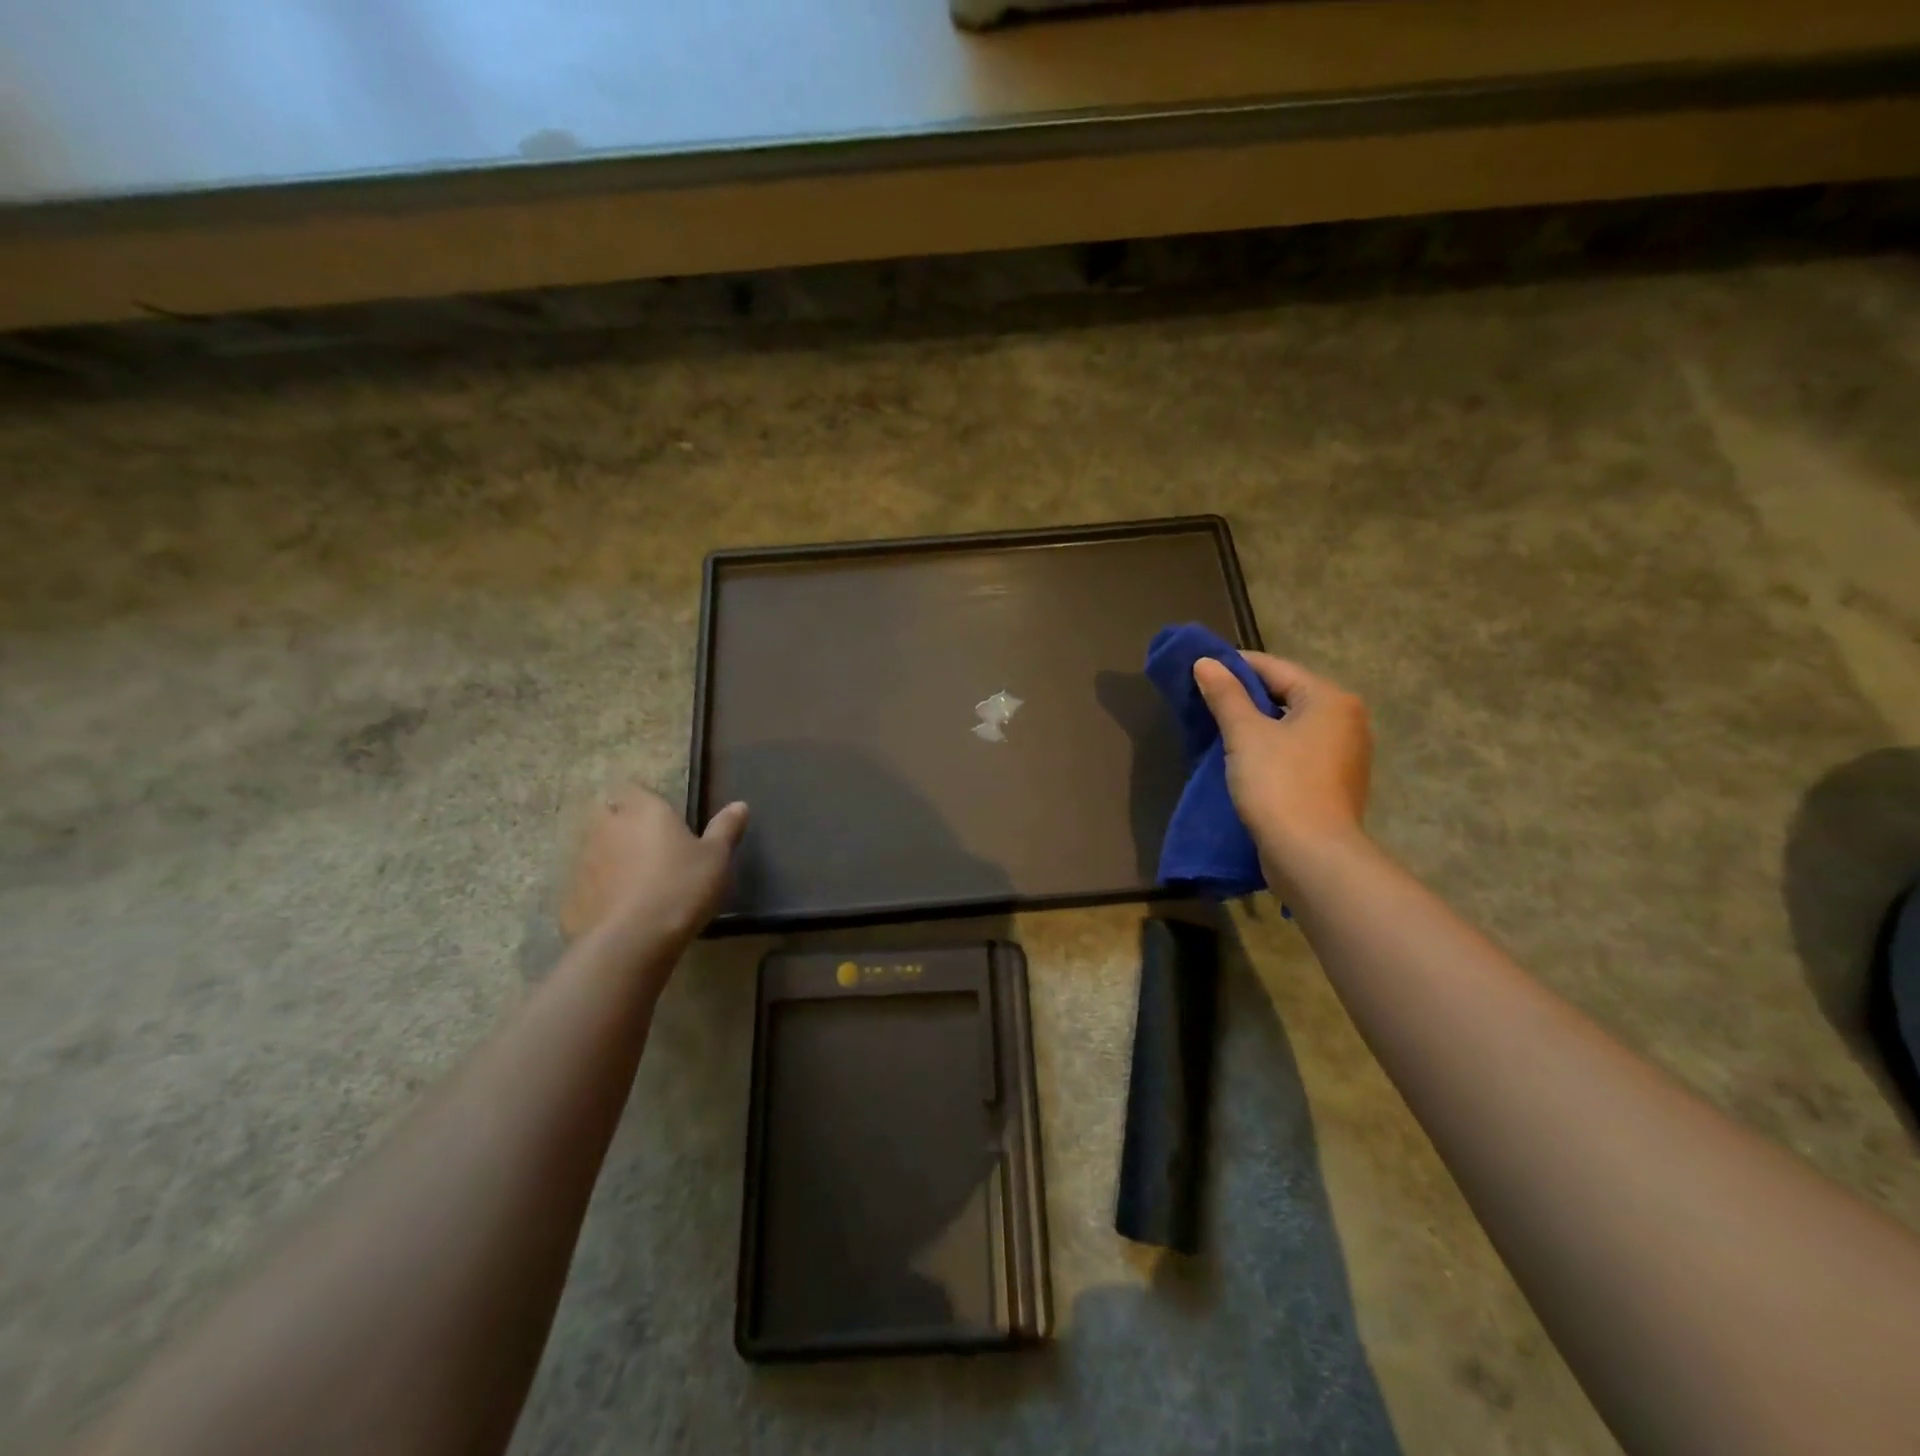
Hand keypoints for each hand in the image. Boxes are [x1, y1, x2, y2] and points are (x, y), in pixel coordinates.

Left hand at [560, 784, 748, 951]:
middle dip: (621, 825)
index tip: (660, 818)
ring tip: (635, 881)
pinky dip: (599, 891)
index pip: (633, 789)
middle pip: (607, 816)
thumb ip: (725, 829)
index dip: (643, 801)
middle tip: (648, 847)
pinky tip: (619, 910)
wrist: (633, 940)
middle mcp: (608, 827)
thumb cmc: (681, 886)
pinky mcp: (571, 896)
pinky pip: (587, 885)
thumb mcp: (716, 858)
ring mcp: (584, 862)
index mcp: (644, 811)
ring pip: (594, 850)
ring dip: (609, 858)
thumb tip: (740, 805)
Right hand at [1191, 653, 1371, 885]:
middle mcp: (1346, 720)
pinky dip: (1271, 750)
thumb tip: (1205, 662)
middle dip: (1245, 697)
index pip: (1275, 668)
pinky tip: (1243, 761)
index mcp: (1330, 699)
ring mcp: (1345, 755)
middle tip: (1205, 701)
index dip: (1235, 666)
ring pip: (1291, 726)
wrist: (1311, 855)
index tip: (1200, 670)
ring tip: (1218, 731)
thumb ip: (1225, 695)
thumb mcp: (1245, 734)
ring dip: (1257, 726)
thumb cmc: (1279, 784)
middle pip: (1287, 695)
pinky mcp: (1334, 784)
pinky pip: (1297, 753)